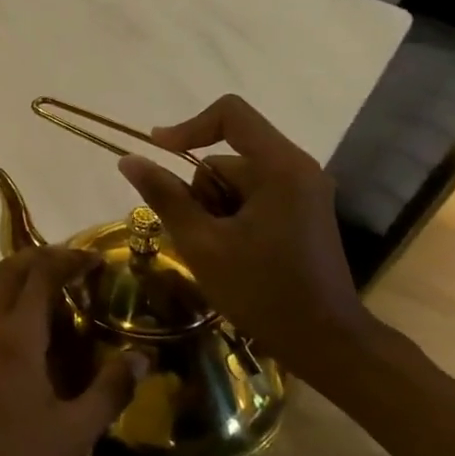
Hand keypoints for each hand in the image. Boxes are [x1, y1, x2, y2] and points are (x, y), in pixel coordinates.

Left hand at [0, 246, 131, 455]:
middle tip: (72, 265)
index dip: (69, 258)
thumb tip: (141, 357)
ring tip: (43, 285)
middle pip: (10, 268)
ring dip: (15, 272)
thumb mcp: (73, 432)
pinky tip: (11, 319)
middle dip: (42, 256)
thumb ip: (110, 391)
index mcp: (17, 335)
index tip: (94, 259)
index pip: (41, 274)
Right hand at [118, 94, 375, 367]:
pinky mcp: (302, 210)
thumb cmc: (261, 291)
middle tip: (201, 236)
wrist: (325, 341)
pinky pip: (252, 196)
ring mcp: (303, 190)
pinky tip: (234, 253)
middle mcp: (297, 168)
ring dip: (215, 208)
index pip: (230, 114)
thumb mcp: (202, 243)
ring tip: (219, 251)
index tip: (158, 152)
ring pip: (235, 180)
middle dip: (202, 191)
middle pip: (228, 155)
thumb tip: (129, 159)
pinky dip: (232, 216)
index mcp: (280, 167)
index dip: (188, 126)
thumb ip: (164, 196)